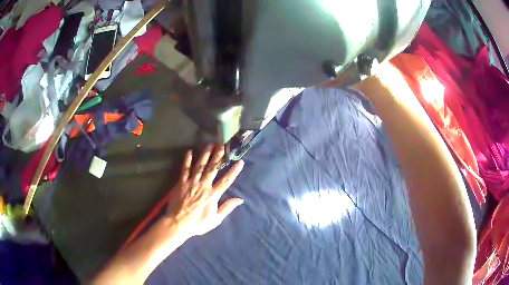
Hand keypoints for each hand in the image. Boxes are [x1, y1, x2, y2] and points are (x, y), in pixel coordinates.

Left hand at [167, 144, 244, 236]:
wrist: (178, 223)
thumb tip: (240, 199)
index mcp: (213, 195)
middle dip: (218, 156)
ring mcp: (192, 183)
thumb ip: (227, 208)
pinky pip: (185, 169)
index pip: (226, 181)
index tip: (240, 161)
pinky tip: (189, 152)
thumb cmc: (198, 223)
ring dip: (205, 155)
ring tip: (210, 145)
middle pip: (213, 169)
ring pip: (200, 166)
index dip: (234, 171)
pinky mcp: (181, 183)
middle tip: (223, 146)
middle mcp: (203, 185)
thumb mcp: (216, 220)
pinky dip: (187, 160)